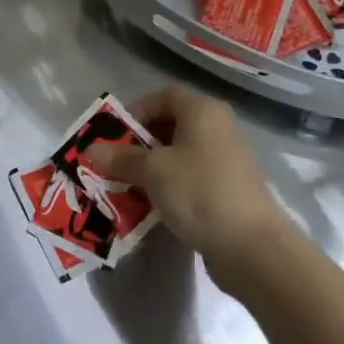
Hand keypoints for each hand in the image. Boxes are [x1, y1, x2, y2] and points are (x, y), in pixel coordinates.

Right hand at [84, 87, 291, 285]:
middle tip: (115, 163)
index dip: (137, 110)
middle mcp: (217, 129)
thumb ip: (121, 158)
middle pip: (171, 125)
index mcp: (203, 112)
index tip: (115, 134)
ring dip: (152, 168)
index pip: (165, 96)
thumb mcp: (153, 171)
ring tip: (127, 187)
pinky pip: (190, 179)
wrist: (252, 247)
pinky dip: (169, 187)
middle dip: (139, 143)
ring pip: (179, 155)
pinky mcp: (228, 191)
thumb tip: (91, 150)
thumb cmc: (199, 192)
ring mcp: (225, 161)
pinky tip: (152, 206)